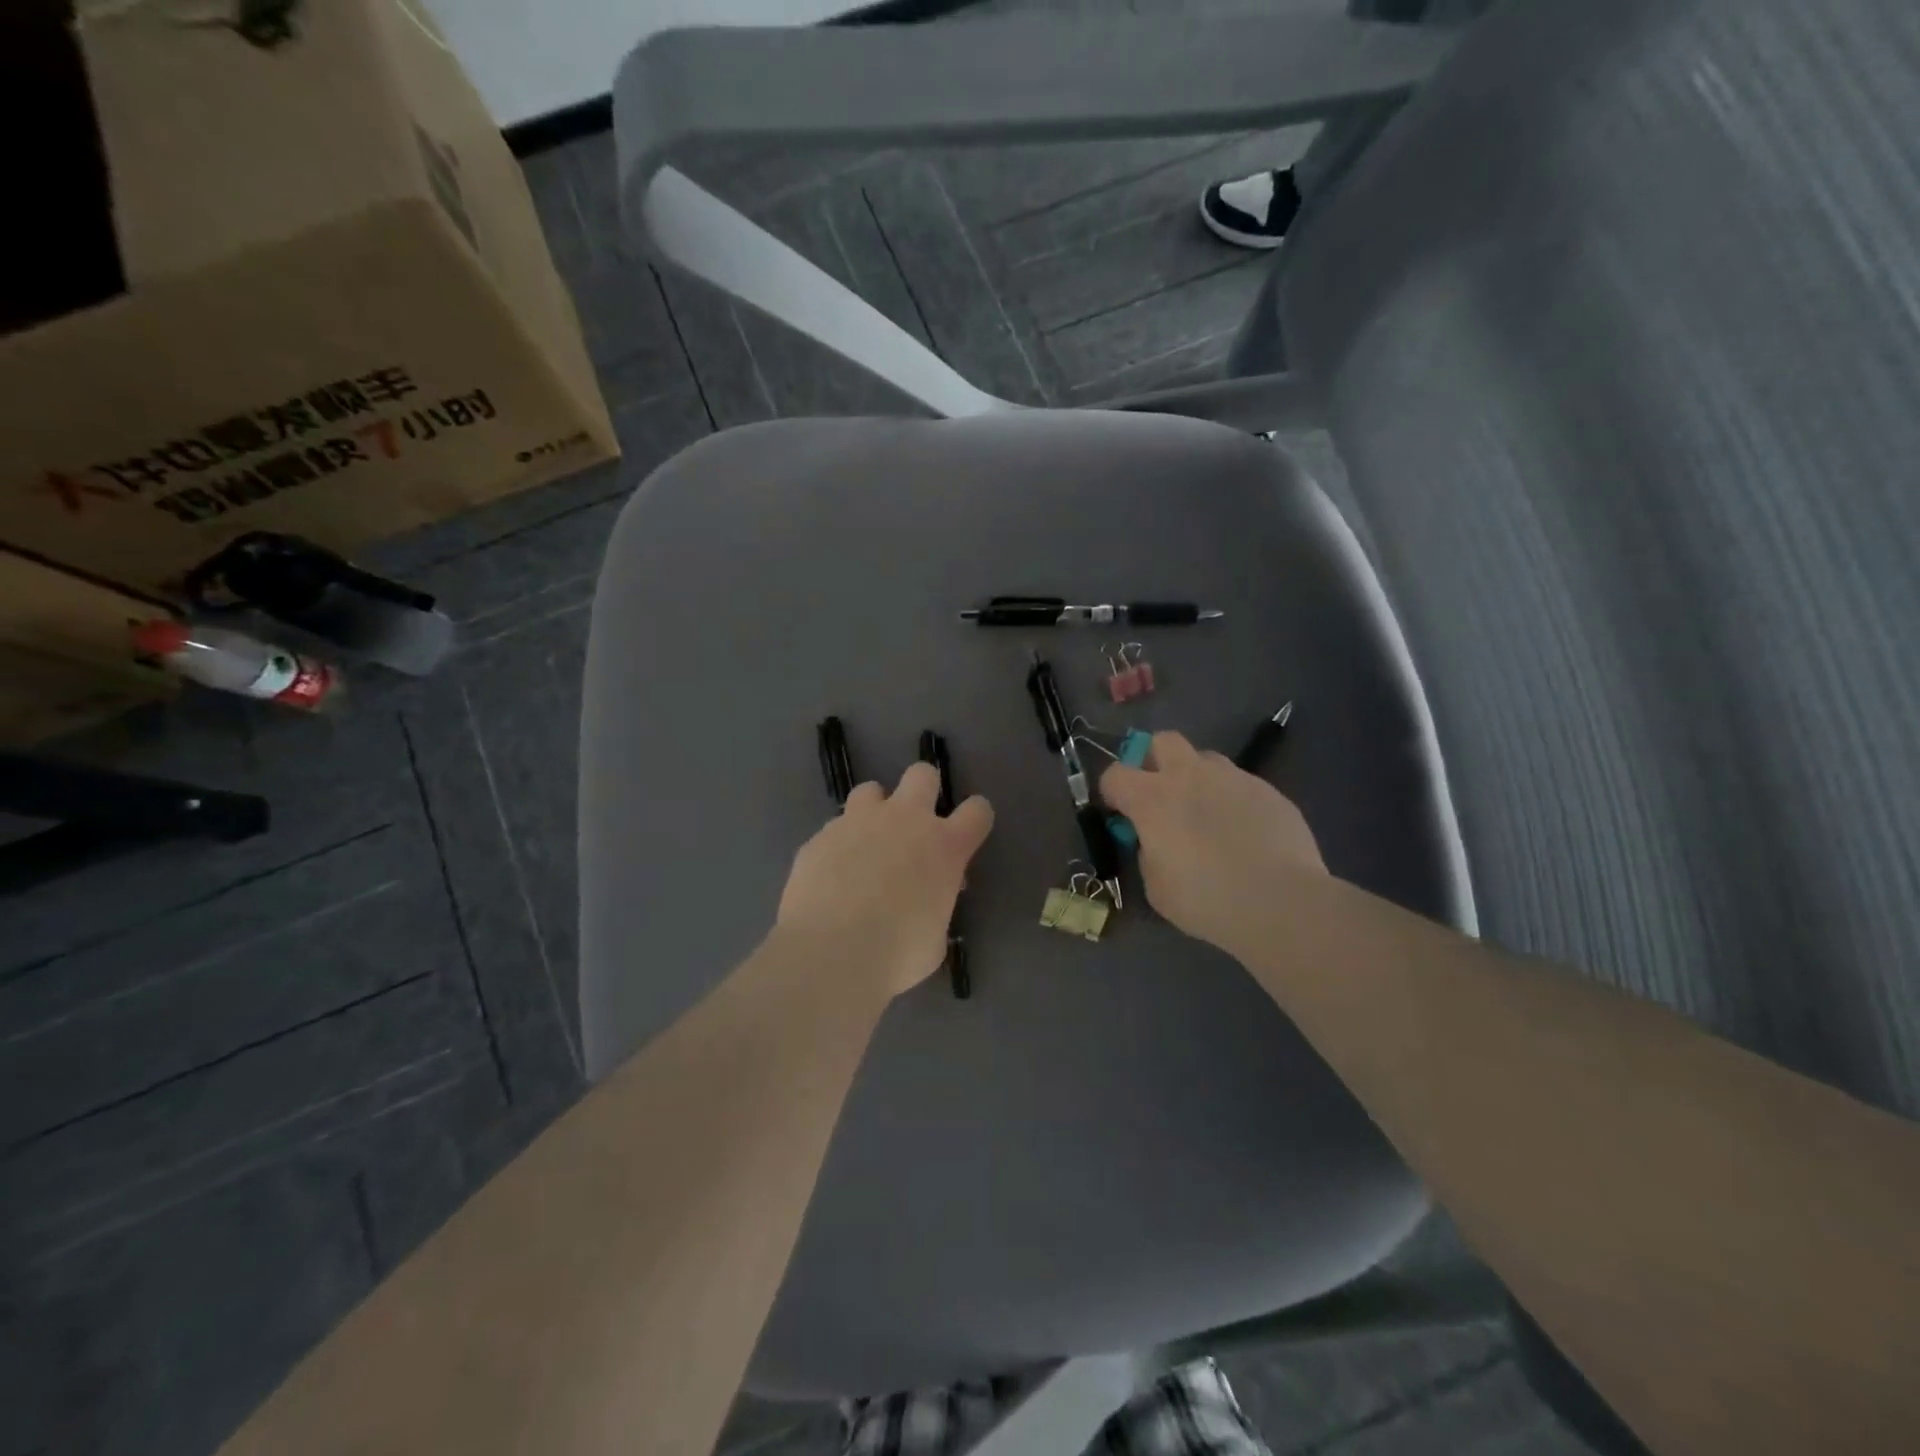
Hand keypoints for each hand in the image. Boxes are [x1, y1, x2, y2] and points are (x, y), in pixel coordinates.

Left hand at [776, 763, 993, 998]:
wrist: (831, 951)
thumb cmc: (897, 954)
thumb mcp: (935, 938)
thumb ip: (935, 908)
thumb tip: (926, 903)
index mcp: (945, 846)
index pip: (978, 811)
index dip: (975, 819)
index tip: (966, 835)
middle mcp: (905, 821)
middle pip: (923, 775)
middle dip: (923, 790)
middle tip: (914, 823)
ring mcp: (859, 822)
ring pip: (871, 790)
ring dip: (874, 810)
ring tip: (866, 842)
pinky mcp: (821, 835)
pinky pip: (834, 828)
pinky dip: (838, 845)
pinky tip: (831, 875)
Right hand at [1100, 731, 1324, 958]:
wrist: (1280, 901)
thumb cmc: (1206, 899)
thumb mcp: (1156, 887)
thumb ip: (1148, 853)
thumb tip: (1156, 842)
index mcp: (1151, 798)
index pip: (1115, 774)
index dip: (1112, 792)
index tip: (1120, 813)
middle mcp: (1189, 776)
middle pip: (1163, 741)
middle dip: (1155, 760)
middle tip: (1161, 795)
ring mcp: (1233, 778)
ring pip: (1206, 760)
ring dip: (1198, 779)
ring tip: (1208, 815)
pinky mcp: (1268, 790)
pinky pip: (1241, 784)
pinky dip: (1234, 801)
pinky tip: (1246, 833)